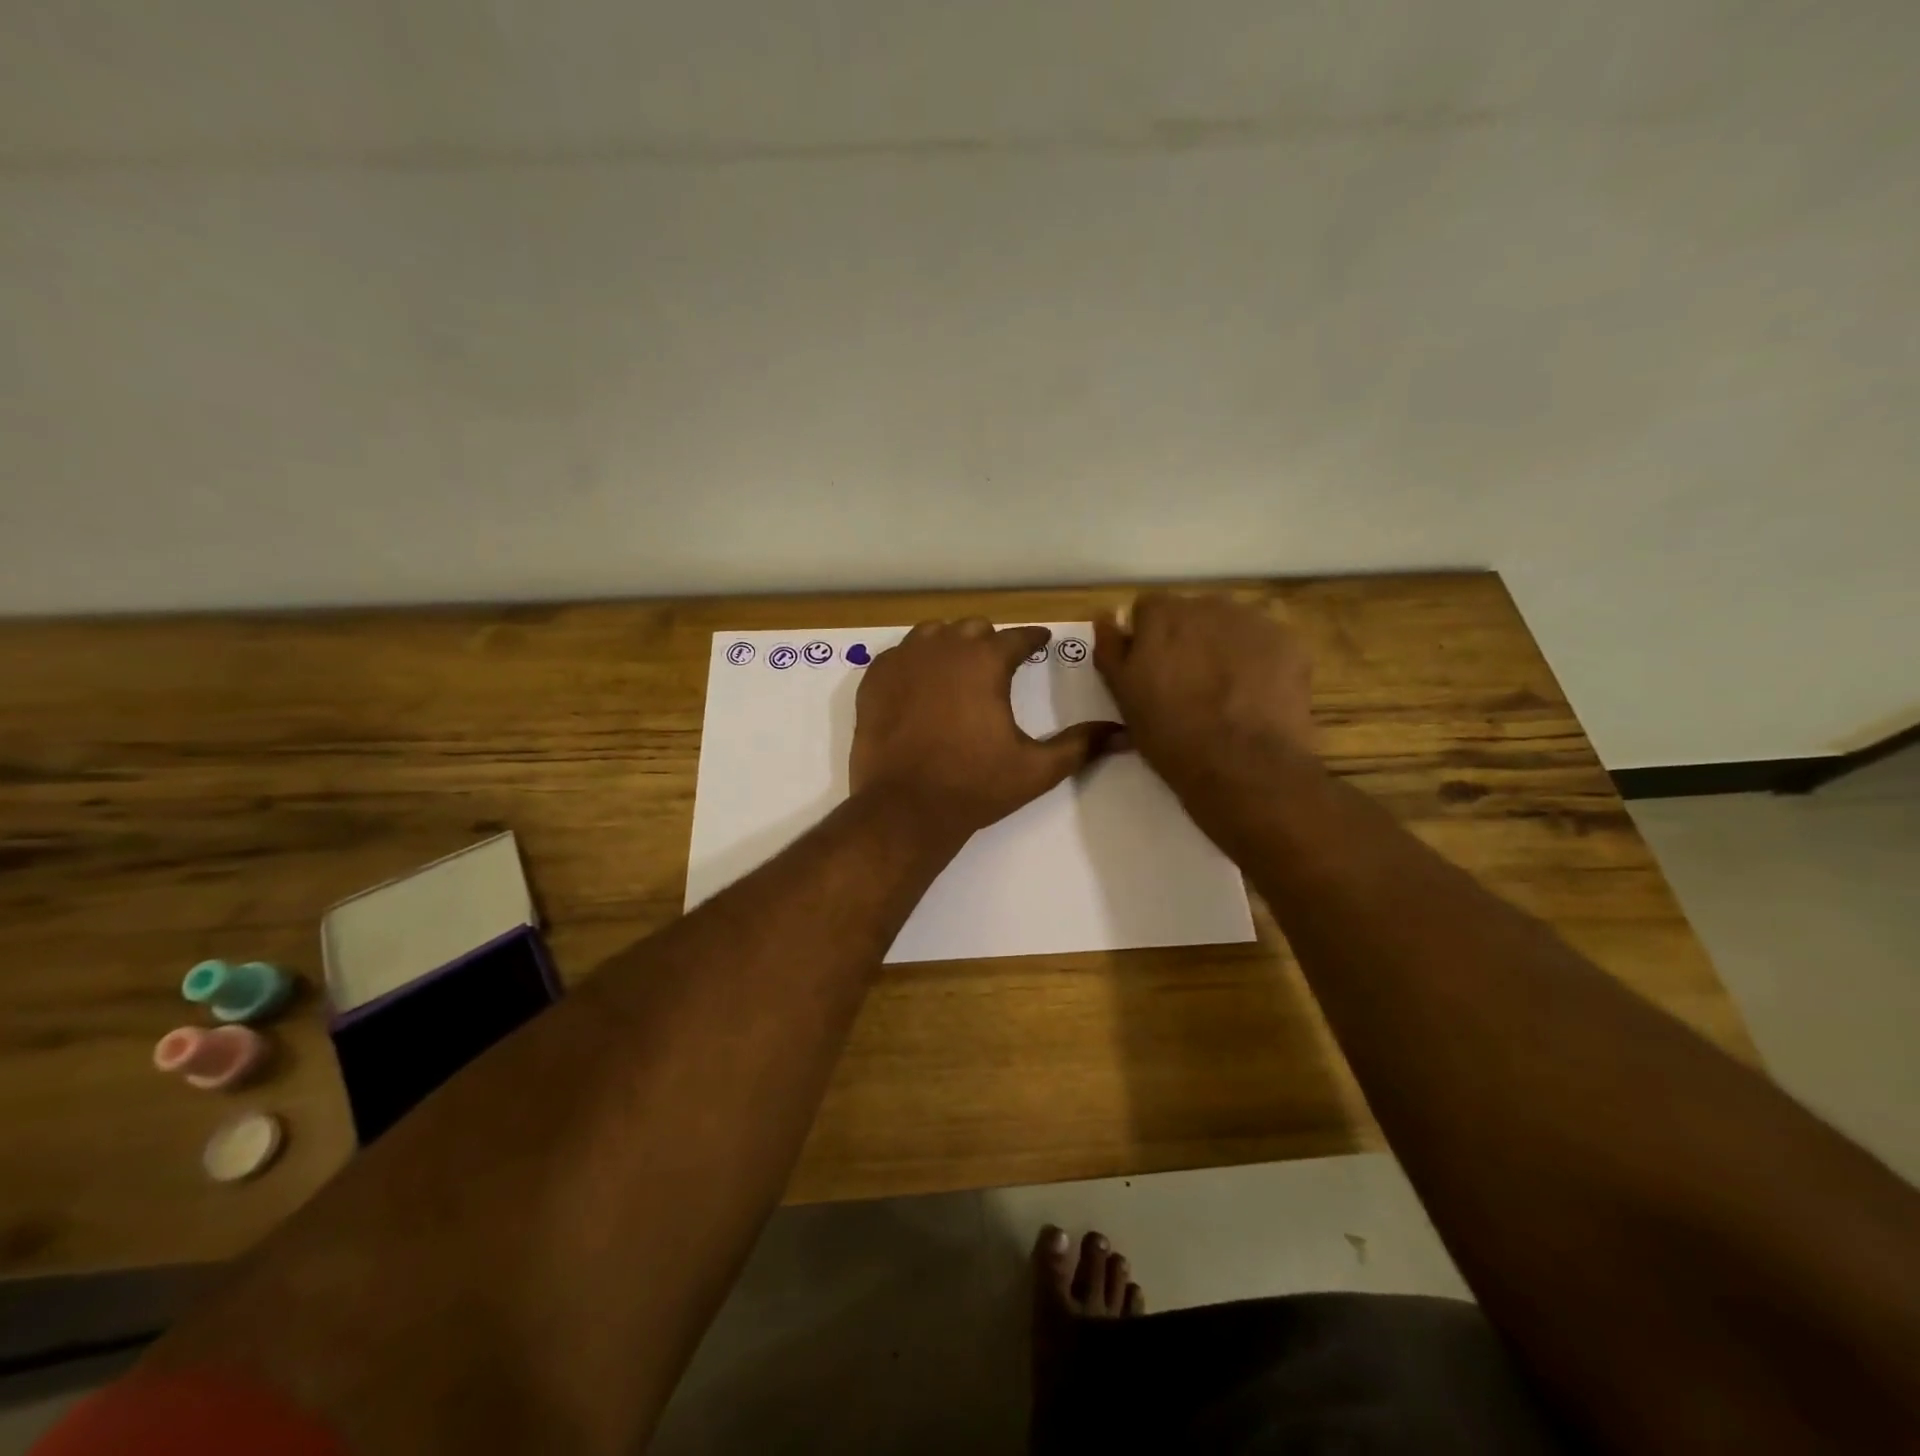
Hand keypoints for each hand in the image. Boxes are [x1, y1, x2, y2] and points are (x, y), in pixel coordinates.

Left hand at [851, 620, 1120, 837]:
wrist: (905, 809)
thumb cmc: (975, 786)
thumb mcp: (1037, 769)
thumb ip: (1080, 745)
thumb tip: (1123, 734)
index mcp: (985, 661)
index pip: (1018, 637)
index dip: (1033, 639)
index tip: (1041, 641)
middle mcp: (943, 649)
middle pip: (973, 628)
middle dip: (990, 642)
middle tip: (999, 662)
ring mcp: (902, 661)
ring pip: (932, 634)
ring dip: (950, 644)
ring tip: (958, 667)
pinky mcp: (874, 680)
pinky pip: (898, 654)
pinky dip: (913, 661)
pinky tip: (919, 682)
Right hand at [1092, 593, 1316, 793]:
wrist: (1242, 765)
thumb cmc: (1170, 734)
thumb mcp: (1123, 696)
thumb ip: (1111, 649)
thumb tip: (1105, 616)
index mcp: (1162, 616)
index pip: (1148, 609)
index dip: (1148, 638)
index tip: (1152, 670)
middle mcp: (1207, 605)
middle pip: (1192, 613)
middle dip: (1188, 639)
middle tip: (1189, 684)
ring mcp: (1253, 621)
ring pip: (1230, 625)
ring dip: (1224, 646)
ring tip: (1226, 691)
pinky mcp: (1289, 642)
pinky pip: (1266, 642)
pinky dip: (1259, 661)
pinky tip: (1256, 695)